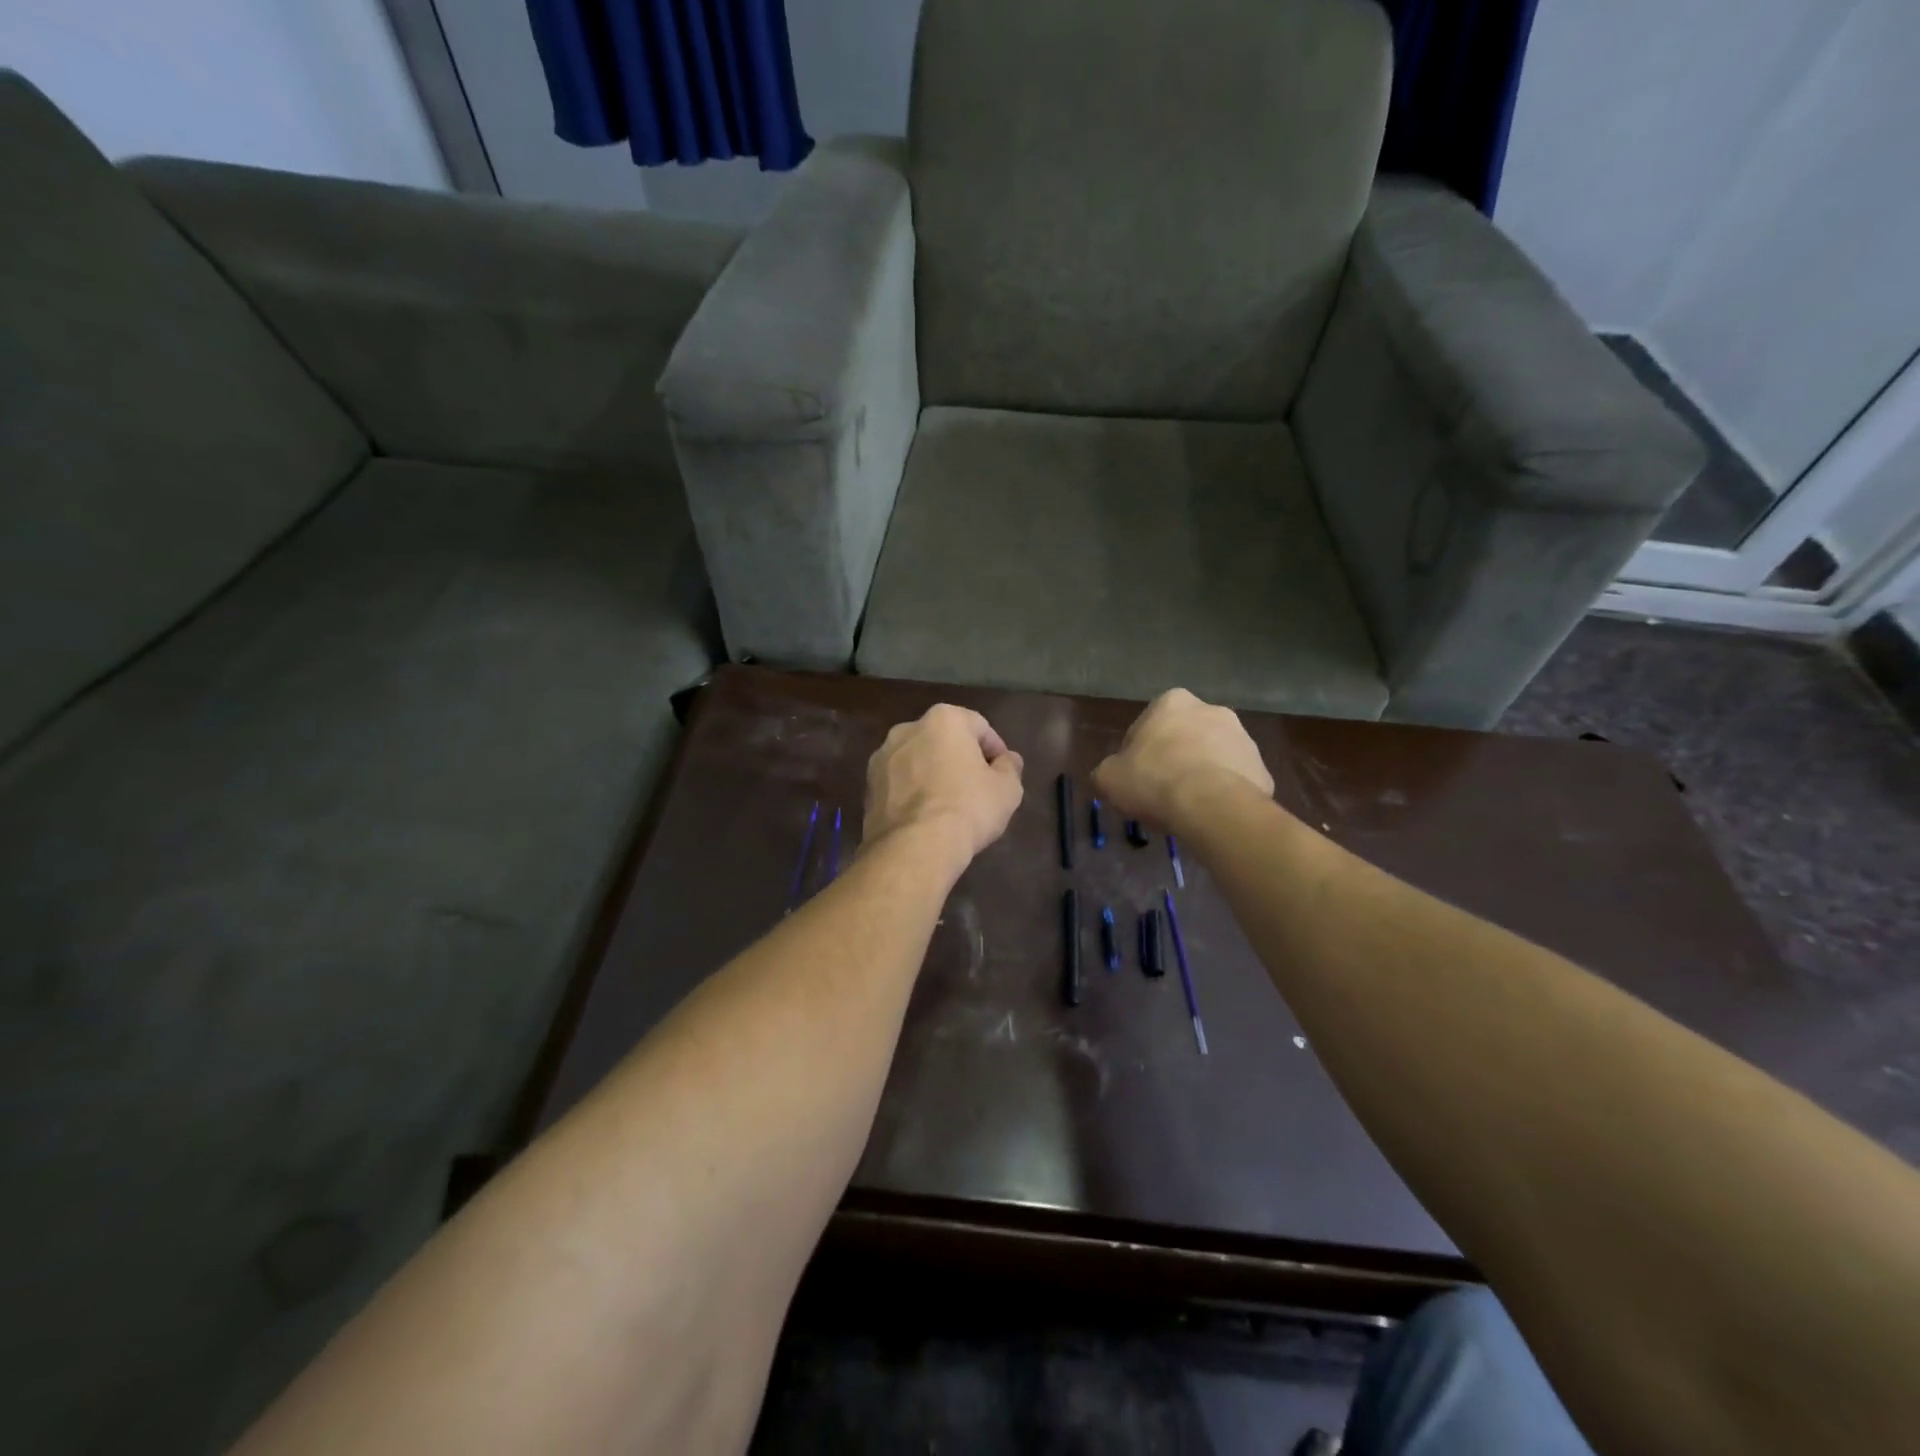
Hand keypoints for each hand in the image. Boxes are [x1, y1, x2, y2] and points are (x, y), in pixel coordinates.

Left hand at [864, 704, 1025, 870]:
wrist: (914, 846)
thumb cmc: (968, 808)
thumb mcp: (1007, 790)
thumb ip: (1010, 768)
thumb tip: (1007, 761)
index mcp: (943, 720)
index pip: (979, 726)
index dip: (995, 749)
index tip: (1003, 773)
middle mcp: (907, 729)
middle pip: (943, 740)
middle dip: (960, 759)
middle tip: (977, 787)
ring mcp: (881, 758)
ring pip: (917, 761)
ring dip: (932, 774)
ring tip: (949, 804)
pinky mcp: (868, 787)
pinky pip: (899, 784)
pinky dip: (912, 793)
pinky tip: (925, 817)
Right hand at [1093, 689, 1274, 832]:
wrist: (1211, 806)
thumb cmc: (1154, 780)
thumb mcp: (1108, 778)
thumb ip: (1108, 771)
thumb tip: (1112, 776)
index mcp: (1172, 702)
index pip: (1147, 726)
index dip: (1138, 754)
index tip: (1135, 777)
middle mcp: (1212, 710)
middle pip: (1184, 738)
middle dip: (1175, 759)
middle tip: (1161, 791)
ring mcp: (1243, 739)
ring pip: (1213, 758)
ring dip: (1201, 774)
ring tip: (1187, 808)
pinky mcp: (1262, 769)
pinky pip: (1235, 782)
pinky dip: (1224, 795)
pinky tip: (1210, 815)